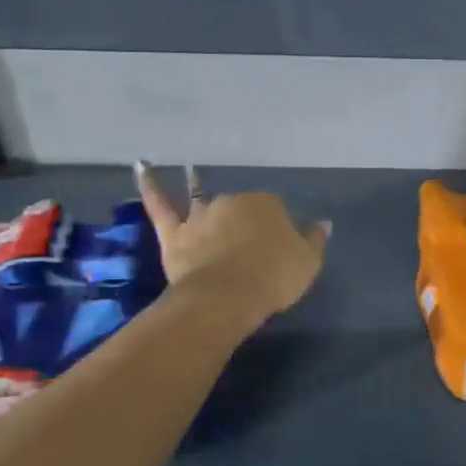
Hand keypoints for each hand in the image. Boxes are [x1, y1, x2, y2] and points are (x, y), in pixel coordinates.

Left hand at [137, 164, 329, 323]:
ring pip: (201, 196)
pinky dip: (150, 185)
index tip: (276, 244)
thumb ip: (314, 240)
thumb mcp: (307, 262)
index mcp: (267, 204)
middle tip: (245, 238)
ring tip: (193, 169)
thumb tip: (323, 223)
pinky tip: (141, 166)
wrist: (226, 298)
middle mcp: (232, 201)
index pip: (274, 209)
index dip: (275, 226)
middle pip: (239, 205)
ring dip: (197, 183)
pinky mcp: (174, 233)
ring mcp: (200, 215)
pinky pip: (160, 206)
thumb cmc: (273, 277)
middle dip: (242, 216)